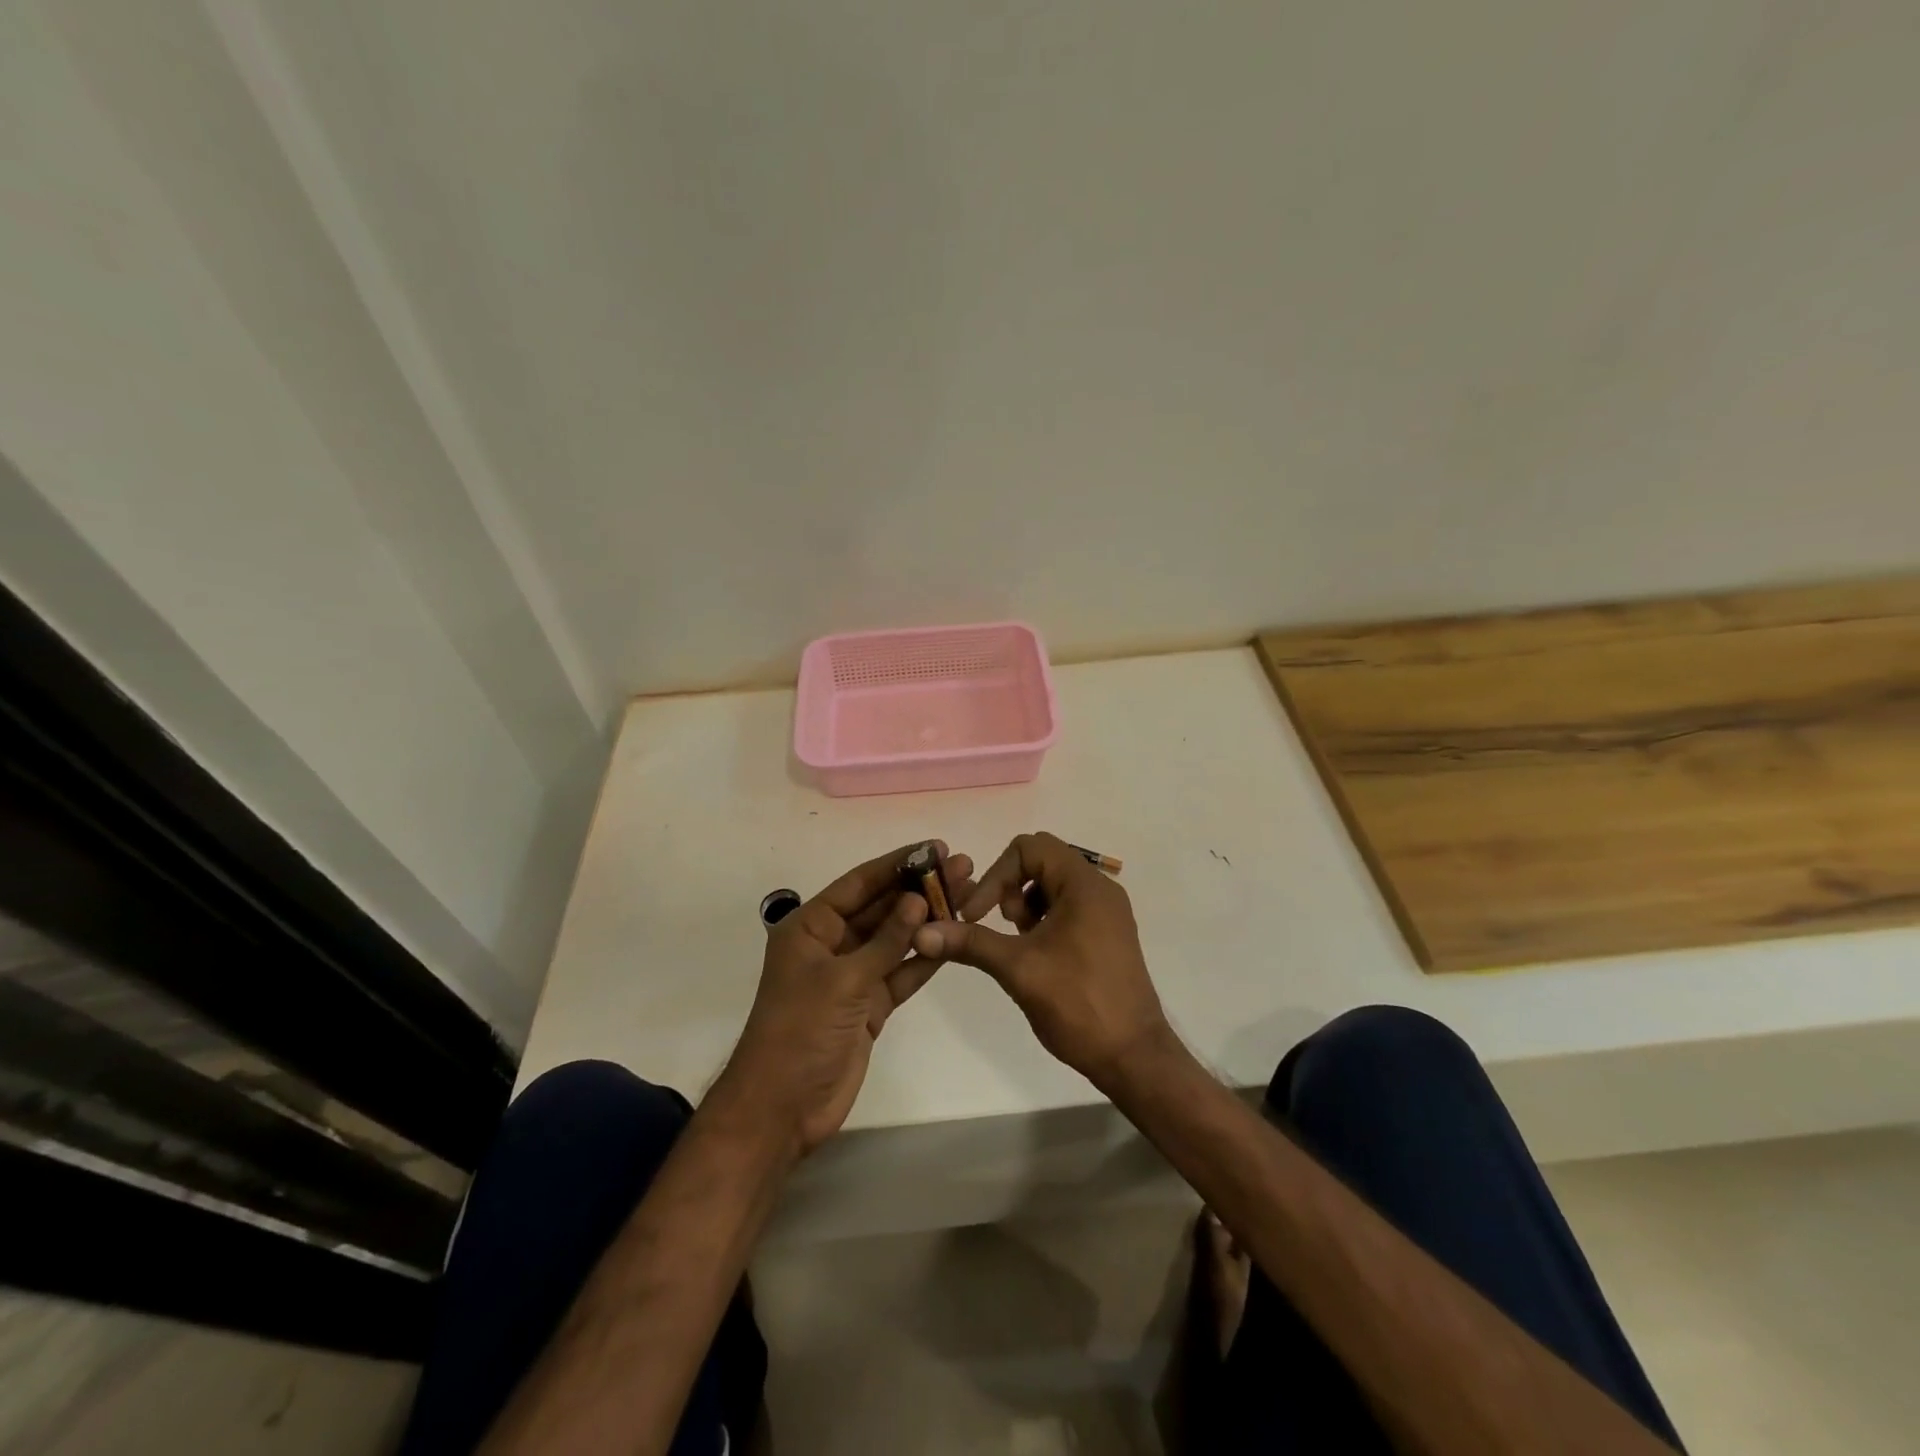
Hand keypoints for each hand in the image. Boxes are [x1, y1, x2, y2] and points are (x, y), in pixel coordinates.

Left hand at [714, 842, 973, 1156]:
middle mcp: (831, 944)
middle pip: (881, 908)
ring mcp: (852, 976)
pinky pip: (900, 973)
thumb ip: (885, 941)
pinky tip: (953, 939)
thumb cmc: (800, 1031)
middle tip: (963, 868)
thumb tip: (918, 899)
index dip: (897, 864)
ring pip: (895, 939)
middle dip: (919, 889)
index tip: (935, 848)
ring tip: (968, 896)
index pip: (860, 884)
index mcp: (810, 927)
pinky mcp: (868, 1005)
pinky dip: (924, 958)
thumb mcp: (843, 980)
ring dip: (927, 920)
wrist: (782, 1109)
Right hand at [911, 832, 1174, 1092]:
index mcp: (1084, 885)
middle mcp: (1100, 889)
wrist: (1133, 1056)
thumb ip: (970, 943)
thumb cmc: (1077, 1003)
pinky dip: (1045, 918)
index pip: (1030, 847)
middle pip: (1043, 861)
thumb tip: (921, 933)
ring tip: (1019, 943)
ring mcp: (1108, 912)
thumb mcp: (1017, 968)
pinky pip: (1069, 906)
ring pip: (1054, 884)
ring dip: (1026, 904)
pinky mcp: (1109, 933)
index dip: (996, 874)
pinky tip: (1037, 954)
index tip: (978, 913)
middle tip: (1002, 926)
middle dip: (1010, 887)